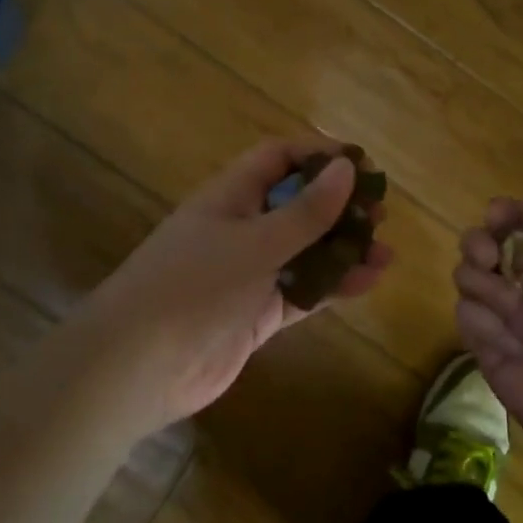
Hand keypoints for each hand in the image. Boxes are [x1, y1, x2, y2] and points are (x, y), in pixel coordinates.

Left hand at [86, 138, 392, 431]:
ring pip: (306, 250)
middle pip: (298, 204)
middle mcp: (242, 228)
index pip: (278, 158)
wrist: (136, 368)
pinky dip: (333, 285)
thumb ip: (305, 211)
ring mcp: (250, 272)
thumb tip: (346, 168)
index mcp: (231, 196)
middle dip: (339, 206)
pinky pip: (303, 290)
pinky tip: (368, 283)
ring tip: (386, 253)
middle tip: (380, 214)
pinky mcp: (258, 312)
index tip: (361, 164)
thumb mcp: (255, 243)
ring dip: (344, 250)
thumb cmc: (193, 287)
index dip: (318, 154)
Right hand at [454, 199, 522, 477]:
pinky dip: (480, 319)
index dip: (505, 215)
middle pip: (482, 248)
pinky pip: (466, 318)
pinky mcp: (486, 351)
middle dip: (478, 242)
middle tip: (489, 256)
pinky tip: (506, 339)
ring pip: (467, 278)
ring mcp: (504, 319)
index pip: (519, 228)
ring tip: (506, 300)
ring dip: (478, 279)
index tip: (497, 215)